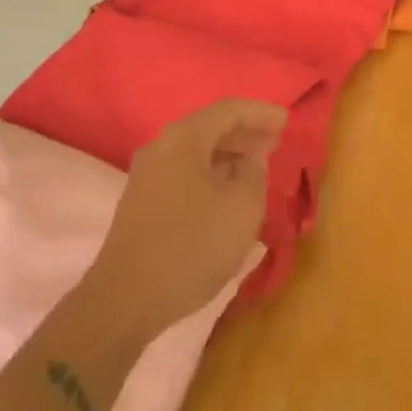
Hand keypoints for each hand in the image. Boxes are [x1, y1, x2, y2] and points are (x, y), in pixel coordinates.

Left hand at [83, 100, 285, 340]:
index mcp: (184, 138)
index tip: (286, 121)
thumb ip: (254, 173)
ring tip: (256, 167)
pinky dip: (210, 174)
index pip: (228, 110)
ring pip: (196, 152)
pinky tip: (226, 193)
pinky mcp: (141, 202)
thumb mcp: (241, 208)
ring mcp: (146, 175)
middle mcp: (161, 147)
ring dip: (228, 155)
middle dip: (244, 133)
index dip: (260, 113)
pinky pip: (184, 173)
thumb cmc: (191, 246)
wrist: (124, 299)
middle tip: (275, 142)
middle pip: (209, 128)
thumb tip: (249, 159)